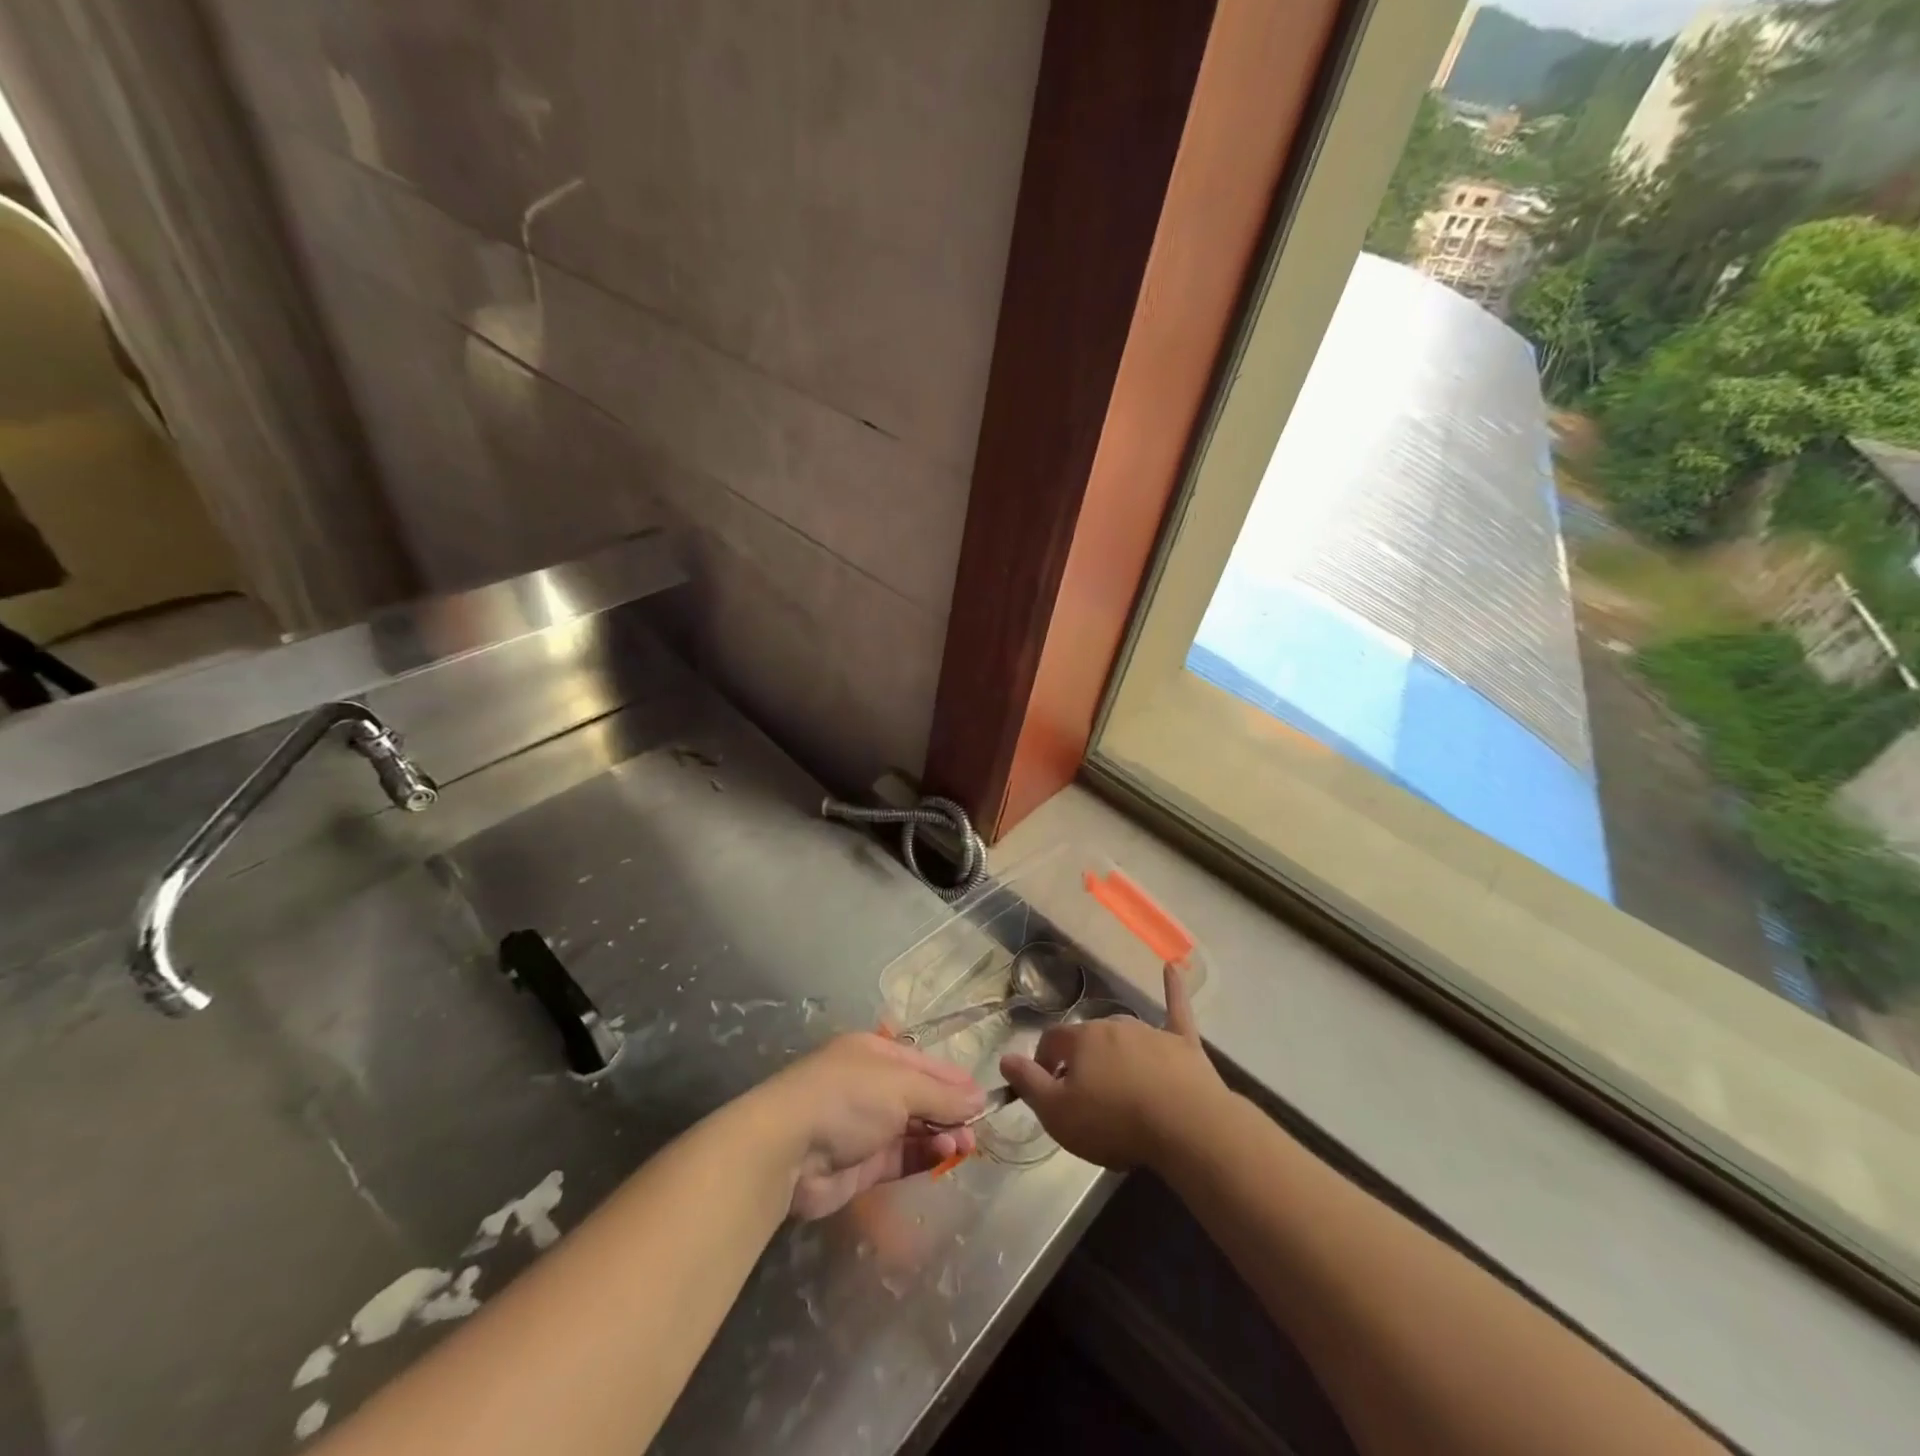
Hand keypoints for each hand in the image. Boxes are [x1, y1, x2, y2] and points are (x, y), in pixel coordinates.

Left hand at [748, 1033, 983, 1220]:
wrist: (786, 1150)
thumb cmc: (847, 1098)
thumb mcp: (901, 1086)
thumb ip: (942, 1094)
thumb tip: (979, 1098)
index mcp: (874, 1054)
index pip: (923, 1064)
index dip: (954, 1079)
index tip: (984, 1097)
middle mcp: (870, 1086)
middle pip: (920, 1097)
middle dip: (951, 1110)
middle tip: (978, 1129)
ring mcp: (864, 1127)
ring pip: (913, 1129)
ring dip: (941, 1135)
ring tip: (966, 1146)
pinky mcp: (861, 1166)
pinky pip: (901, 1157)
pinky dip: (924, 1155)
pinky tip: (945, 1155)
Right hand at [999, 963, 1224, 1169]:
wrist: (1185, 1127)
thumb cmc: (1115, 1122)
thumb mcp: (1058, 1114)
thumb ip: (1029, 1083)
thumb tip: (1005, 1058)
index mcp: (1081, 1040)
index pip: (1051, 1041)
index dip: (1043, 1064)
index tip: (1046, 1088)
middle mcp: (1112, 1026)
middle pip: (1088, 1039)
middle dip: (1082, 1062)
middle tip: (1084, 1096)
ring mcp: (1150, 1032)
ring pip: (1124, 1034)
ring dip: (1116, 1051)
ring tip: (1117, 1084)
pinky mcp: (1183, 1042)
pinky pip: (1176, 1008)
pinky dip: (1173, 989)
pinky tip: (1174, 967)